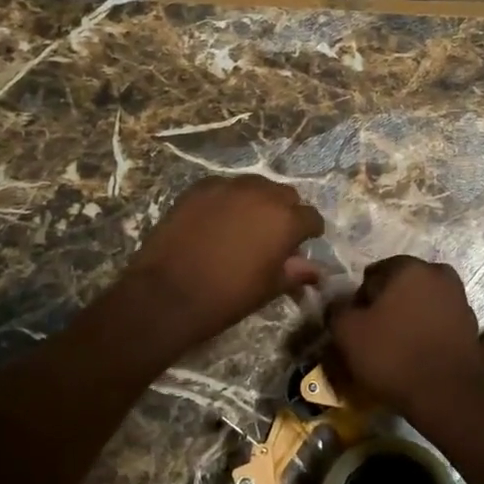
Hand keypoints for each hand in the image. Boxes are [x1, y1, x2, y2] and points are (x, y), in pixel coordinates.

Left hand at [120, 176, 324, 347]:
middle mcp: (261, 194)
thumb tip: (316, 270)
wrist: (168, 293)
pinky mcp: (199, 188)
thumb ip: (295, 272)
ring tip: (244, 225)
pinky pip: (224, 188)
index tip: (301, 245)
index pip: (311, 217)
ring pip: (255, 186)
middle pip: (285, 195)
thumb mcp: (268, 288)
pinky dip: (227, 200)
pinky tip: (216, 221)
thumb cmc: (227, 296)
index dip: (309, 233)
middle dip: (285, 212)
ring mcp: (228, 186)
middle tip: (273, 236)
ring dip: (257, 202)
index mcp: (285, 219)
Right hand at [327, 256, 483, 425]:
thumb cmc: (394, 356)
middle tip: (374, 337)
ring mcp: (459, 299)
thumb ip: (338, 309)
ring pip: (420, 304)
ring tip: (396, 350)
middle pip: (400, 287)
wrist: (449, 397)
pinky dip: (426, 333)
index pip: (373, 274)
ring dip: (407, 319)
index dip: (360, 300)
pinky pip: (438, 323)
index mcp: (409, 267)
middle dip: (386, 306)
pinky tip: (417, 357)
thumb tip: (340, 304)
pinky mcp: (471, 325)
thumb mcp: (348, 333)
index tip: (357, 326)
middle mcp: (438, 274)